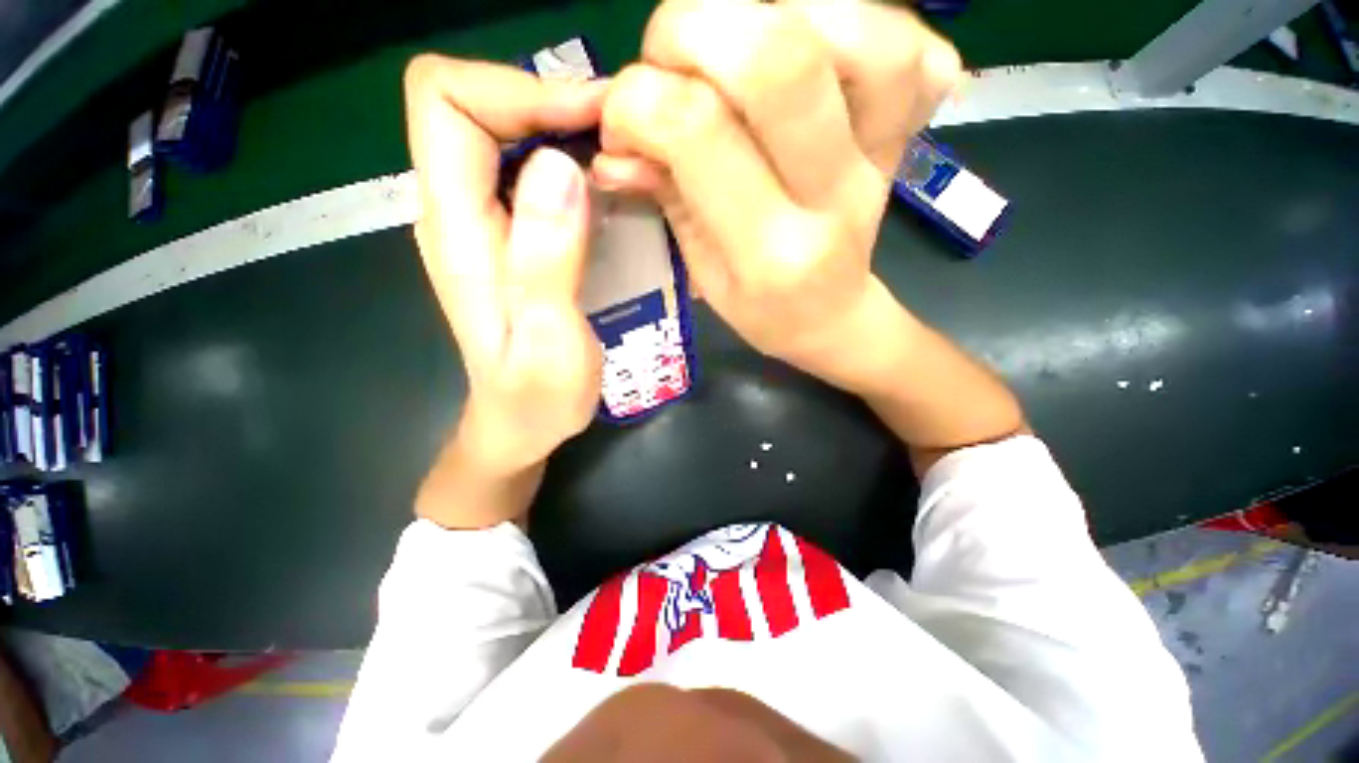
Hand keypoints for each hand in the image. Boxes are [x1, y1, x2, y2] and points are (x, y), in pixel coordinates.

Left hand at [404, 56, 605, 476]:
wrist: (521, 425)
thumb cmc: (536, 398)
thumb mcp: (550, 341)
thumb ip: (548, 260)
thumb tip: (561, 167)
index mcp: (457, 229)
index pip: (447, 102)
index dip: (516, 88)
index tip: (589, 118)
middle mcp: (459, 212)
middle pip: (475, 104)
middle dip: (548, 101)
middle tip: (619, 136)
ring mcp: (485, 224)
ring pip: (507, 134)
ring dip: (565, 131)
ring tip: (623, 158)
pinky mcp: (513, 238)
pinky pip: (533, 173)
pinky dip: (572, 163)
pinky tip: (611, 190)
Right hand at [593, 0, 960, 392]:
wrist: (833, 317)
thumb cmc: (762, 309)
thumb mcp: (703, 274)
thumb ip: (665, 197)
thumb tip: (612, 146)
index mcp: (771, 252)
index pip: (699, 130)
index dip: (639, 99)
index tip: (621, 119)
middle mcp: (833, 196)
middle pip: (778, 59)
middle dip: (694, 29)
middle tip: (668, 59)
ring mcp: (884, 157)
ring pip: (860, 30)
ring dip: (773, 12)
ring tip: (736, 50)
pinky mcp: (911, 133)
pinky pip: (914, 46)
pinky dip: (857, 20)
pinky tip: (816, 50)